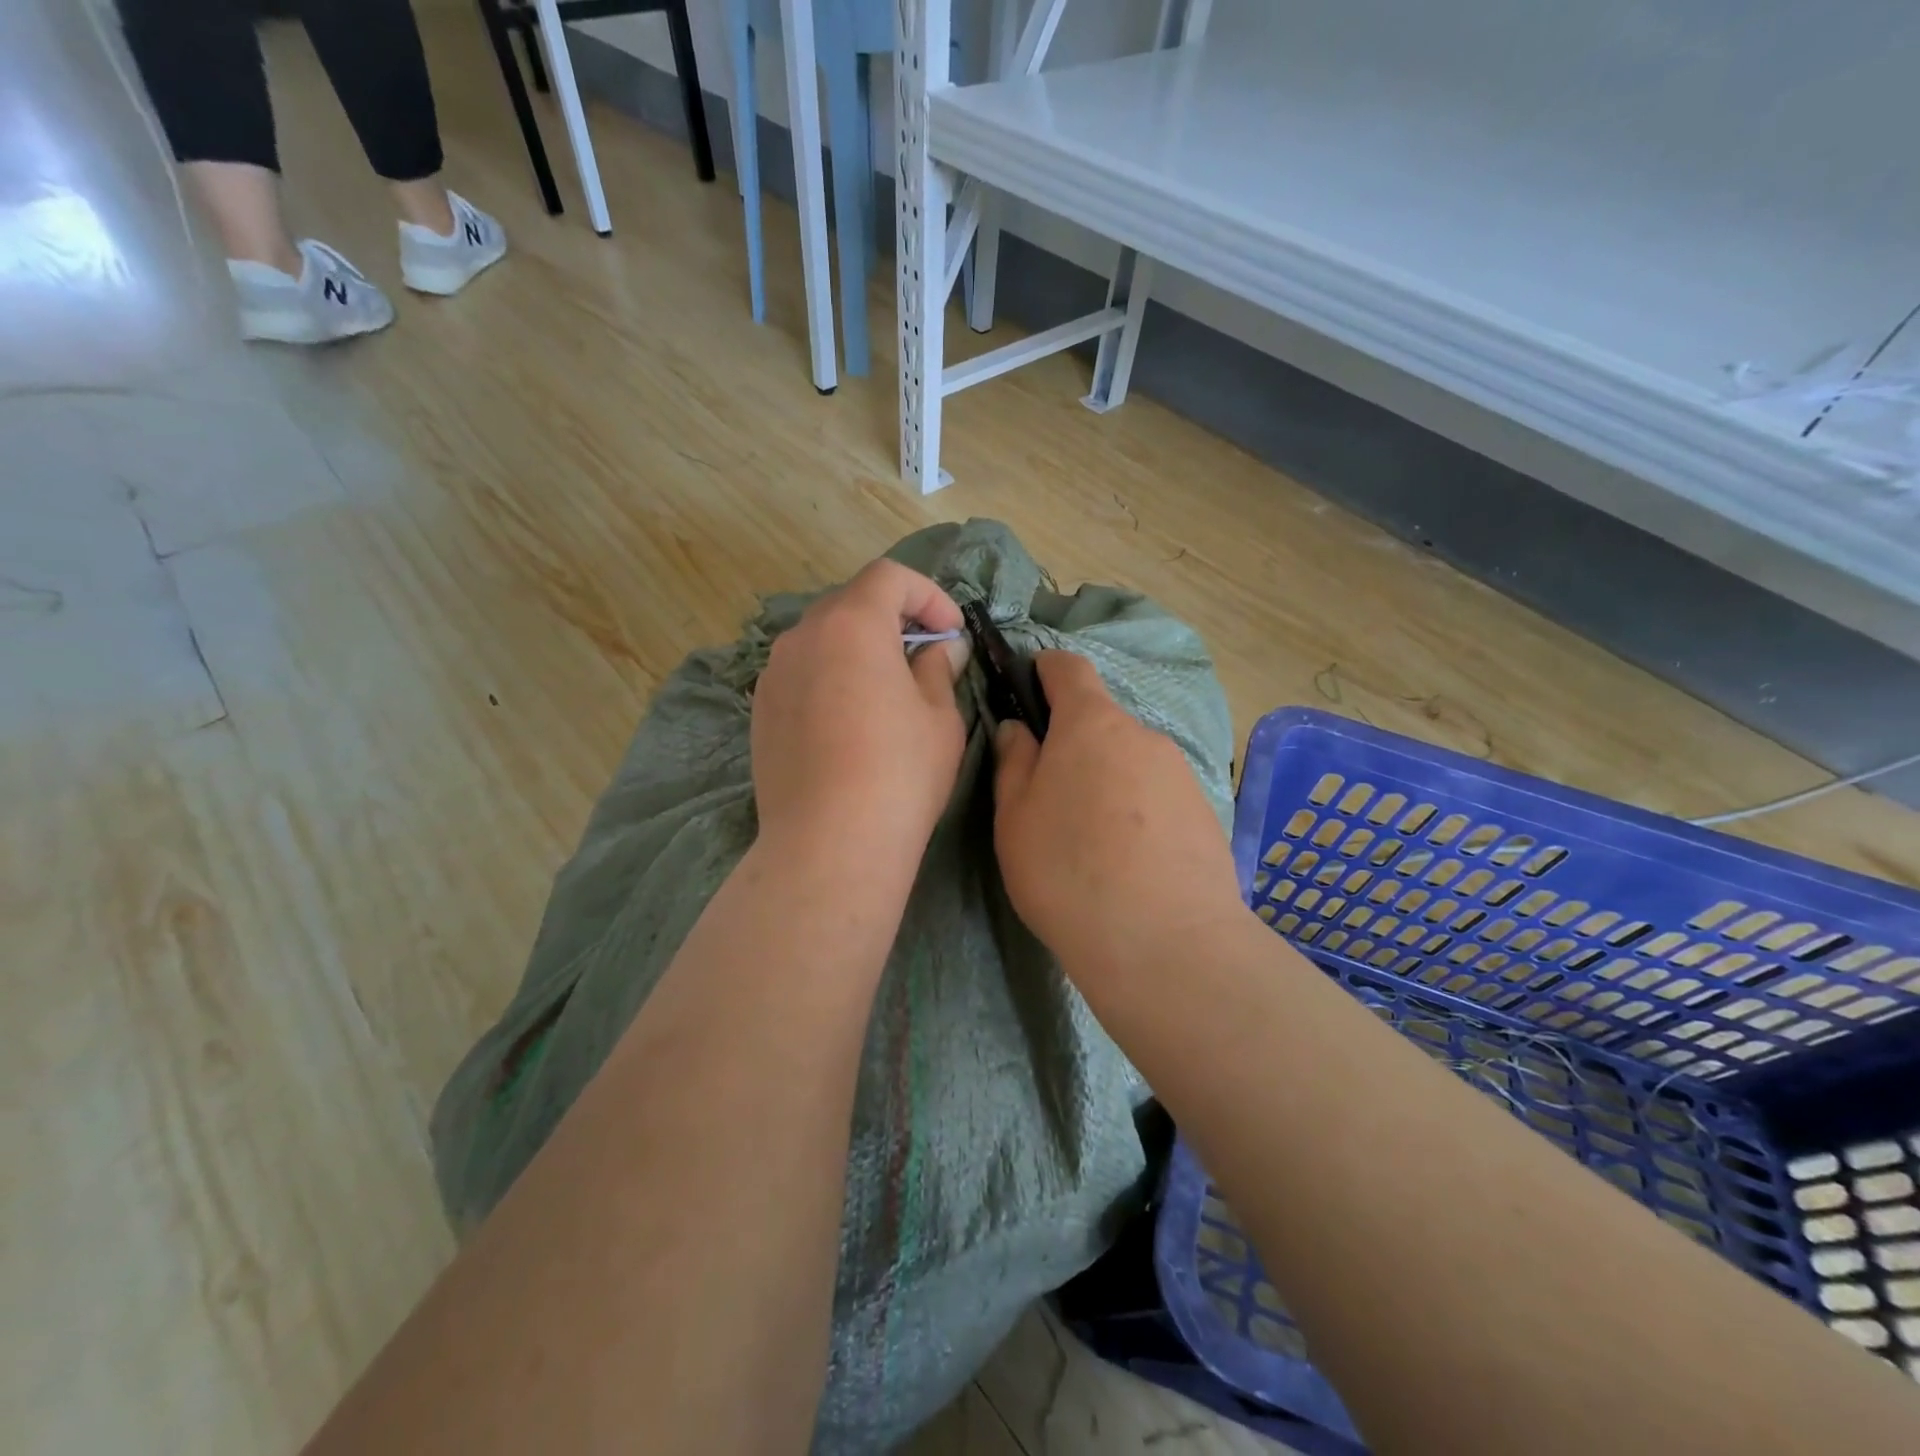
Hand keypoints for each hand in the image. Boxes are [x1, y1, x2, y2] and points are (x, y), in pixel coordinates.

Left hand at [751, 559, 971, 864]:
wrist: (829, 843)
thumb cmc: (900, 772)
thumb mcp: (939, 717)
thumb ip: (938, 668)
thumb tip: (941, 648)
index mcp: (851, 624)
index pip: (889, 577)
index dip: (928, 595)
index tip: (951, 633)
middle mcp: (802, 637)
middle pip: (851, 604)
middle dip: (893, 620)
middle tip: (925, 658)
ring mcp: (773, 675)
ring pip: (823, 641)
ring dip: (859, 650)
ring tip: (887, 693)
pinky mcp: (760, 713)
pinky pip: (802, 676)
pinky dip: (831, 679)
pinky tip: (850, 724)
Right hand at [992, 652, 1243, 977]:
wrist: (1165, 943)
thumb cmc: (1068, 871)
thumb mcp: (1015, 818)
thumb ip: (1013, 763)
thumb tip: (1018, 729)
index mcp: (1091, 725)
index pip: (1070, 668)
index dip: (1046, 669)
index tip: (1029, 686)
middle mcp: (1142, 736)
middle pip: (1101, 723)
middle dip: (1073, 744)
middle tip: (1050, 796)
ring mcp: (1180, 774)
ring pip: (1130, 762)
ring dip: (1106, 782)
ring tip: (1091, 841)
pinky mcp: (1204, 813)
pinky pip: (1157, 797)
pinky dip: (1137, 812)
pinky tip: (1128, 862)